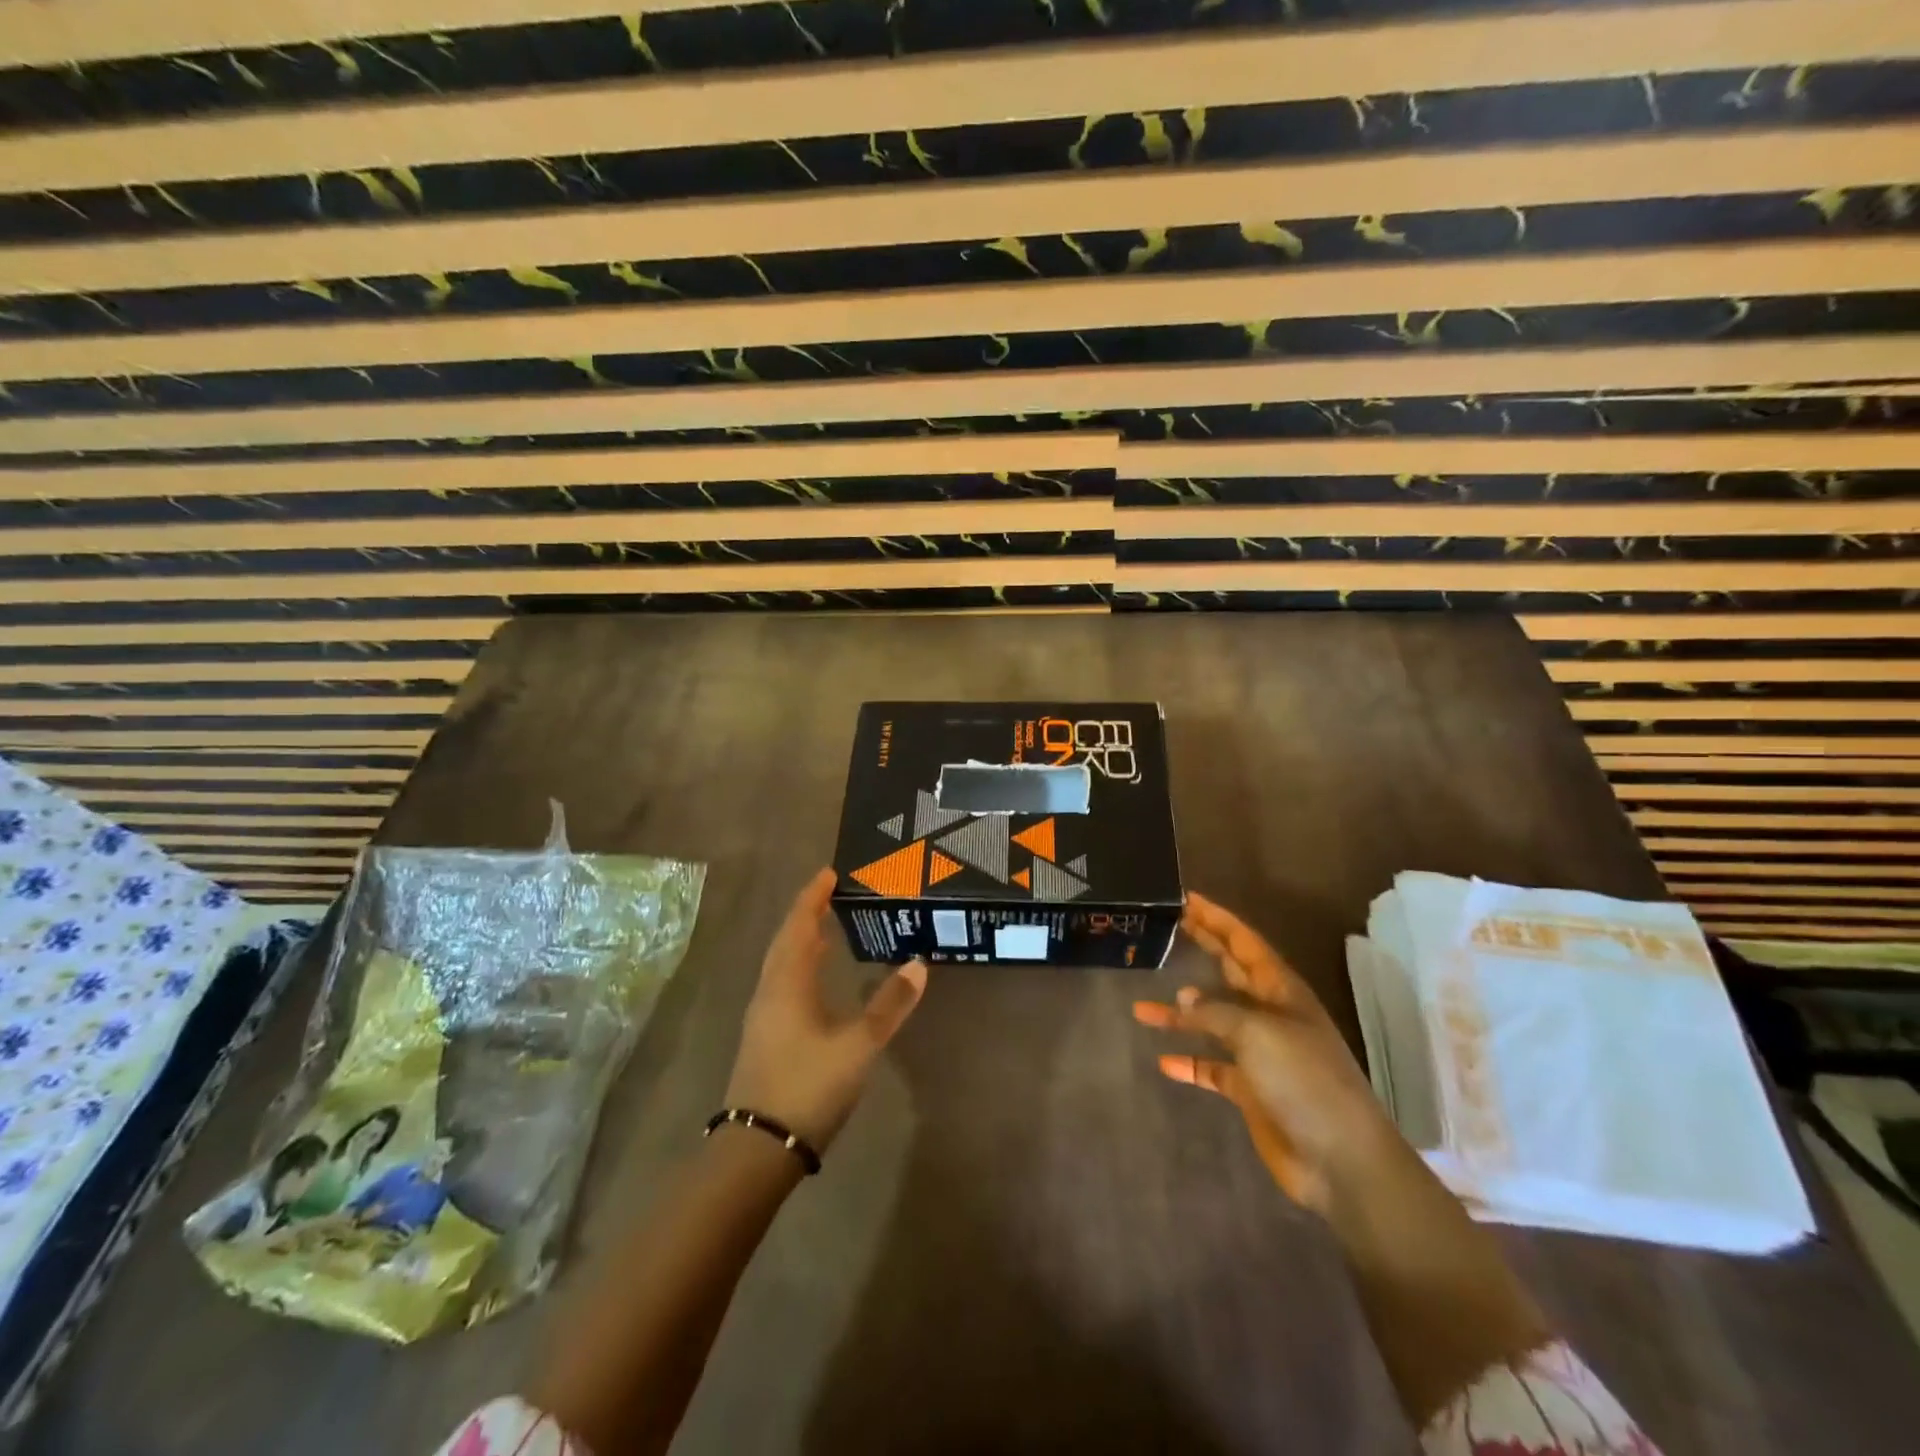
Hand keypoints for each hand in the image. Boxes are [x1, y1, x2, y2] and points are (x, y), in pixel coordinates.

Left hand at [724, 868, 926, 1152]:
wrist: (758, 1148)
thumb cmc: (808, 1086)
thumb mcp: (858, 1045)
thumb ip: (889, 1005)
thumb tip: (919, 965)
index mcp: (787, 983)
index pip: (799, 926)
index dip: (812, 898)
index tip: (828, 874)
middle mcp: (769, 991)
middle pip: (785, 941)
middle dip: (805, 915)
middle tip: (828, 895)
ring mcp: (763, 1016)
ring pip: (780, 964)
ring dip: (800, 942)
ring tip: (824, 930)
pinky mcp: (764, 1038)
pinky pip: (781, 984)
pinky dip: (798, 968)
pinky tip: (814, 981)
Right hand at [1131, 890, 1399, 1215]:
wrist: (1340, 1159)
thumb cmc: (1304, 1080)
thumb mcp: (1257, 1033)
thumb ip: (1215, 1011)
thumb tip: (1183, 999)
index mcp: (1280, 991)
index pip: (1244, 942)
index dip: (1217, 919)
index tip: (1187, 898)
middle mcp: (1269, 1015)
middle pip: (1230, 972)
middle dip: (1203, 948)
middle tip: (1170, 926)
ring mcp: (1260, 1053)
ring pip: (1213, 1022)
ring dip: (1180, 1015)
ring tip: (1142, 1008)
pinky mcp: (1251, 1089)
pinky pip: (1212, 1068)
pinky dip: (1189, 1063)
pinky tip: (1164, 1063)